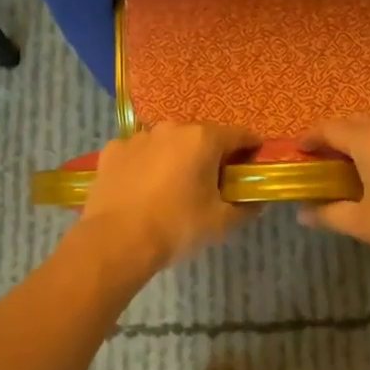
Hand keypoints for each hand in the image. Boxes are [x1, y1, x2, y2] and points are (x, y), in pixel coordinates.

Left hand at [74, 122, 260, 273]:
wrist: (115, 241)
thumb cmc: (176, 227)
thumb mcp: (220, 223)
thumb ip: (245, 208)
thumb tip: (257, 202)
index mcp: (203, 139)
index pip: (239, 135)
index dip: (250, 149)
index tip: (252, 166)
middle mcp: (171, 128)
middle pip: (202, 137)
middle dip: (210, 156)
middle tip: (211, 185)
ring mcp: (138, 137)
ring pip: (168, 144)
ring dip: (176, 158)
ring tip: (172, 189)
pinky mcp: (112, 150)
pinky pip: (139, 153)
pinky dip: (145, 165)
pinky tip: (142, 189)